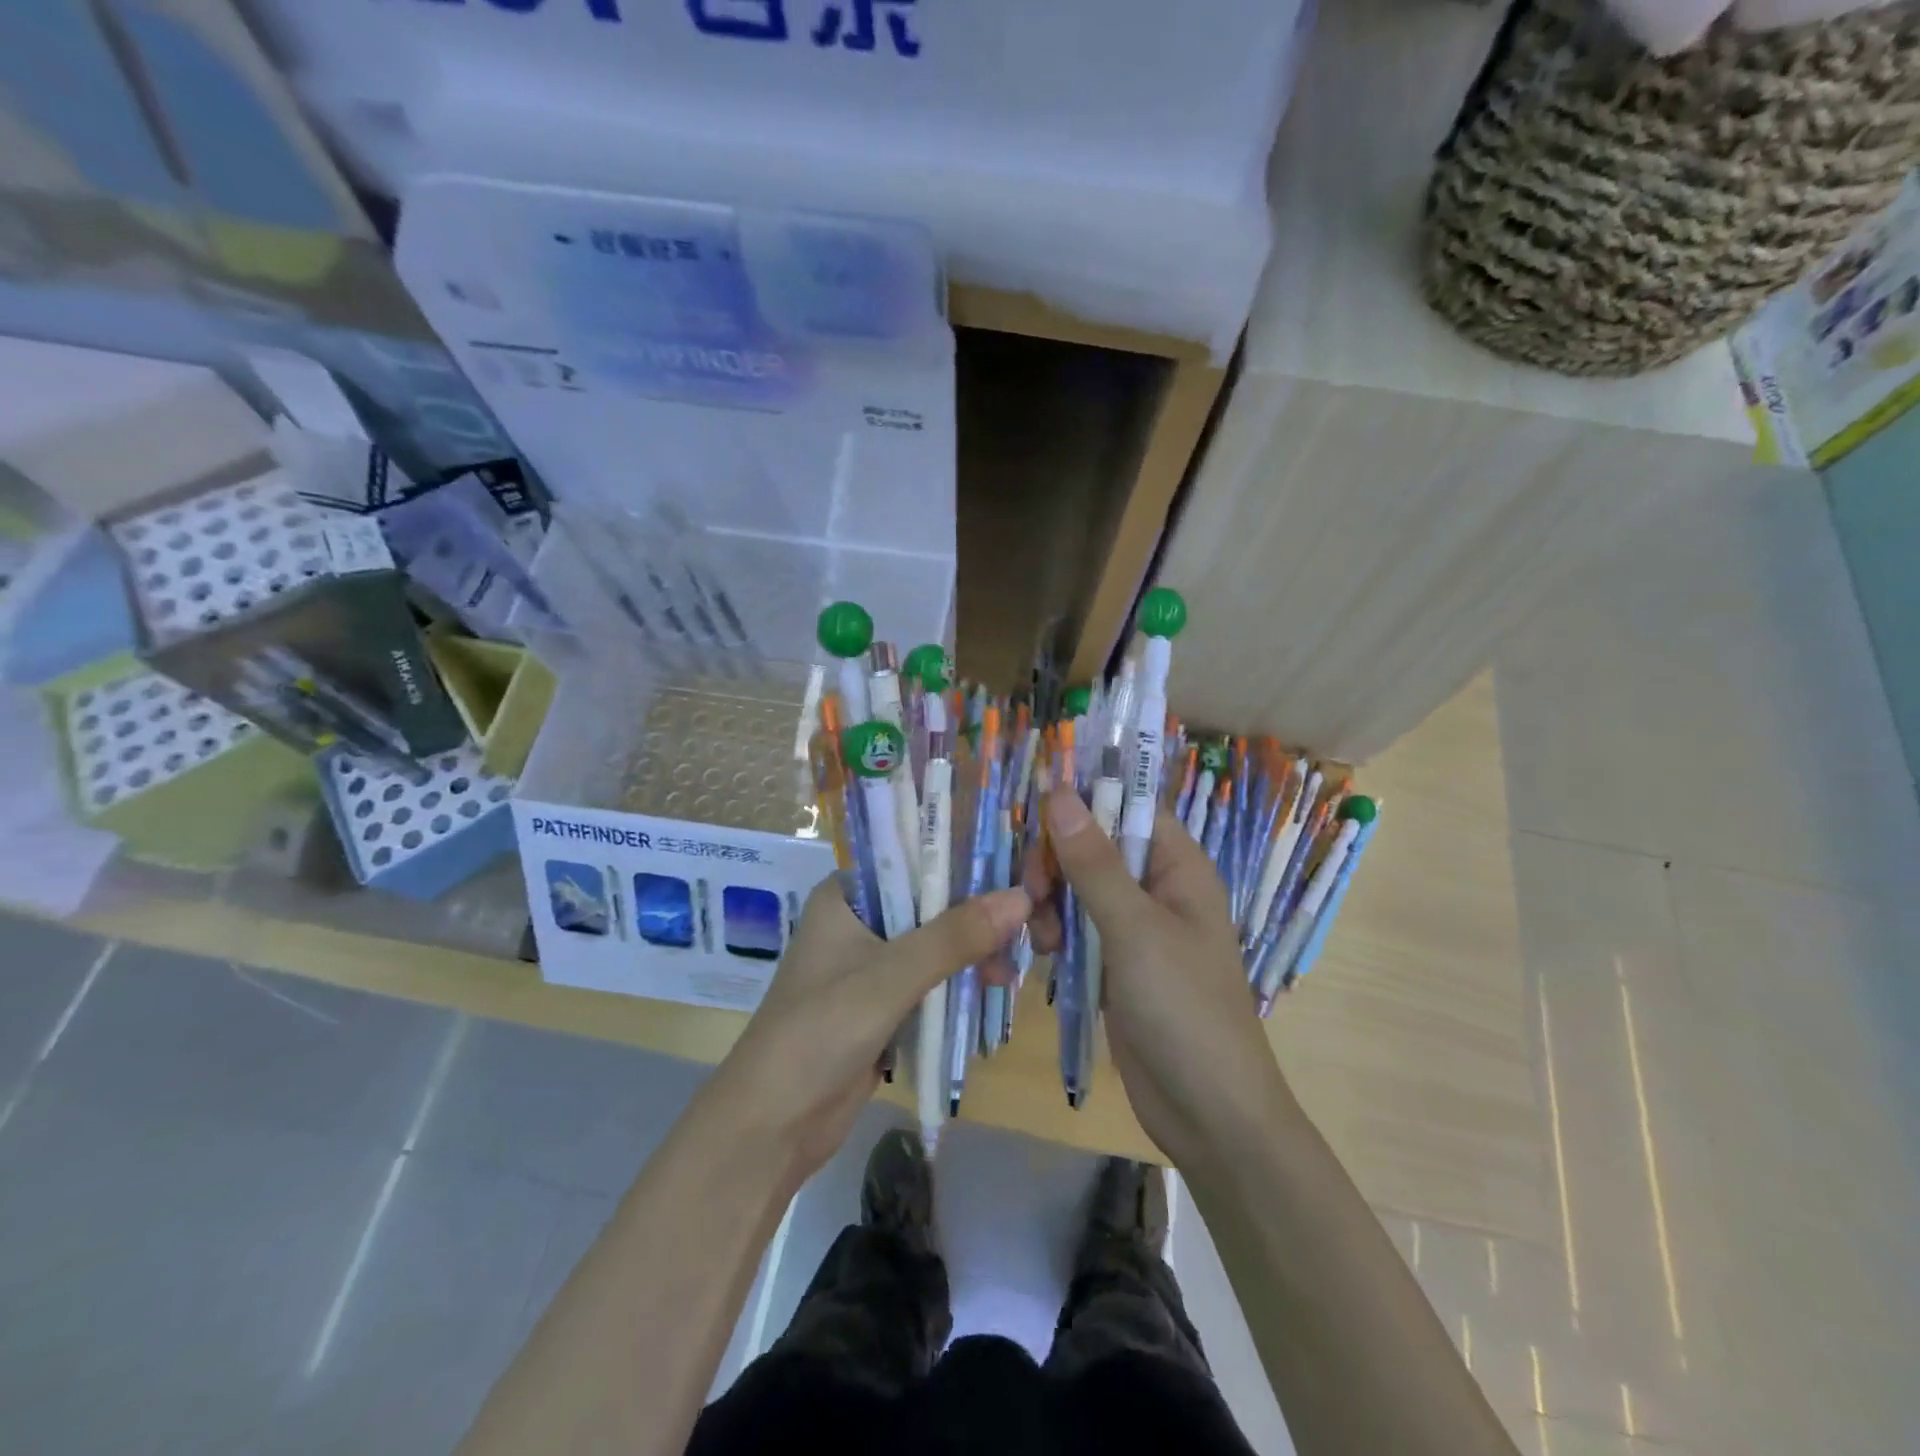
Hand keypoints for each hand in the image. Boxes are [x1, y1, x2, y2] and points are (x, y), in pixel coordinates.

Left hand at [706, 876, 1031, 1194]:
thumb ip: (954, 937)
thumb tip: (1022, 897)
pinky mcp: (882, 1004)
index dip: (964, 858)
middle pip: (930, 901)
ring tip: (1013, 969)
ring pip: (935, 942)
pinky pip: (932, 979)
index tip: (1017, 865)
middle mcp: (859, 920)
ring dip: (973, 950)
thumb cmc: (819, 1032)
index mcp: (846, 895)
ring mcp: (870, 964)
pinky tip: (995, 986)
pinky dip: (961, 980)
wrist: (772, 1126)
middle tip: (1031, 922)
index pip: (913, 857)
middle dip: (977, 912)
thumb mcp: (889, 977)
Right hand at [1026, 786, 1288, 1165]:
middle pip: (1094, 844)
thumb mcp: (1135, 930)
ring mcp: (1134, 926)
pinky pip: (1076, 925)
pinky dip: (1055, 932)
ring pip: (1077, 885)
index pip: (1129, 805)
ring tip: (1043, 939)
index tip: (1035, 807)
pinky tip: (1045, 956)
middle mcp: (1157, 887)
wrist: (1208, 1113)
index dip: (1085, 798)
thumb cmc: (1184, 1009)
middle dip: (1057, 862)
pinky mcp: (1115, 961)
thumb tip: (1060, 791)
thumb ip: (1094, 862)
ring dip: (1051, 901)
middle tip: (1034, 892)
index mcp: (1178, 865)